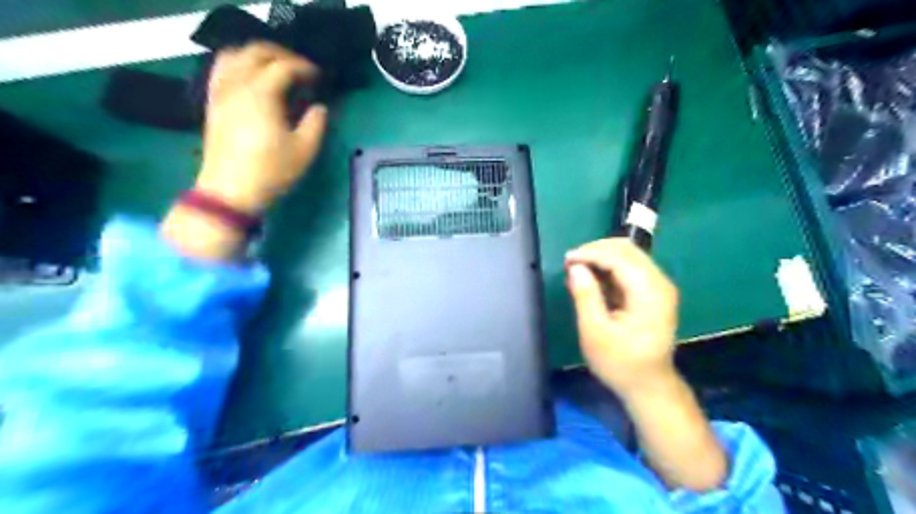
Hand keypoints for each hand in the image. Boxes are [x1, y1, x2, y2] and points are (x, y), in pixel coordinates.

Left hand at [196, 39, 330, 214]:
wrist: (231, 190)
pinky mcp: (212, 102)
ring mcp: (220, 91)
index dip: (305, 67)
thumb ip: (316, 123)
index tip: (319, 78)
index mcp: (261, 93)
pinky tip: (252, 80)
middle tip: (302, 69)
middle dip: (282, 54)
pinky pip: (221, 69)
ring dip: (258, 55)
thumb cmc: (271, 171)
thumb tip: (319, 107)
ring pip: (234, 54)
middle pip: (256, 51)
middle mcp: (237, 84)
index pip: (284, 66)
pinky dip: (239, 64)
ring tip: (276, 70)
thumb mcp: (304, 150)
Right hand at [567, 240, 678, 395]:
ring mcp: (659, 286)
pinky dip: (609, 267)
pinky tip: (592, 279)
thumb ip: (585, 296)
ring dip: (601, 257)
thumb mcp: (595, 332)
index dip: (591, 253)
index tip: (566, 261)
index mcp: (648, 292)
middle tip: (570, 264)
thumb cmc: (620, 363)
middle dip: (595, 250)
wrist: (649, 386)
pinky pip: (630, 268)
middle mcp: (659, 283)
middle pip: (627, 250)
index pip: (619, 257)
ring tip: (577, 271)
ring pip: (629, 255)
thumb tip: (575, 267)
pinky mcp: (654, 292)